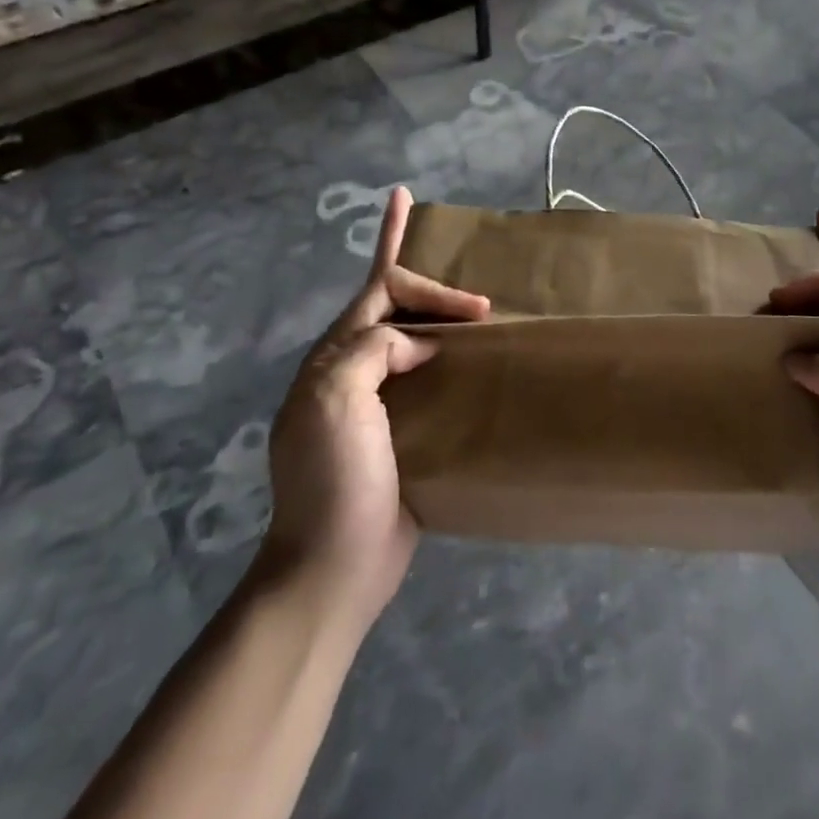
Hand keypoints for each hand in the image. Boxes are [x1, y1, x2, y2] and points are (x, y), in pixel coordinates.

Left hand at [258, 187, 489, 639]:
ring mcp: (376, 407)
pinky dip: (450, 366)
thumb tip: (414, 346)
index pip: (374, 288)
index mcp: (334, 358)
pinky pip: (428, 385)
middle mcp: (352, 374)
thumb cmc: (333, 478)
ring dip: (442, 324)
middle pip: (394, 310)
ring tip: (482, 316)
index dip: (402, 253)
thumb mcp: (335, 399)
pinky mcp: (402, 437)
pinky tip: (477, 369)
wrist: (334, 565)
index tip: (466, 286)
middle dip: (433, 291)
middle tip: (486, 302)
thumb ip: (371, 350)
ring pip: (412, 345)